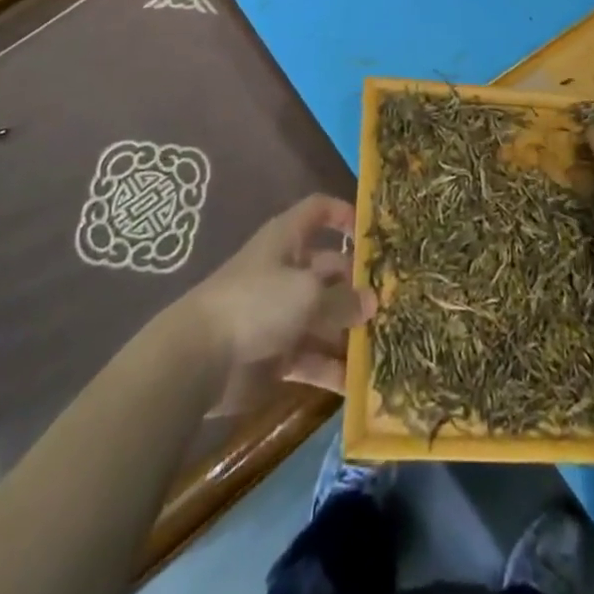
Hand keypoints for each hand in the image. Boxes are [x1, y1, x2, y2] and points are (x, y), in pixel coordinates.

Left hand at [180, 194, 376, 414]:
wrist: (199, 358)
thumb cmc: (257, 302)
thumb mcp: (308, 293)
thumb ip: (344, 299)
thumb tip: (373, 301)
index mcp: (288, 239)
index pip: (320, 211)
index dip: (346, 214)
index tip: (376, 234)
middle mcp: (287, 270)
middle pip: (331, 269)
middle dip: (359, 285)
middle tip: (394, 302)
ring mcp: (282, 313)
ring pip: (326, 316)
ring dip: (351, 331)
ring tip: (387, 343)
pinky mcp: (277, 353)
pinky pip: (313, 357)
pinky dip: (333, 368)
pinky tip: (360, 383)